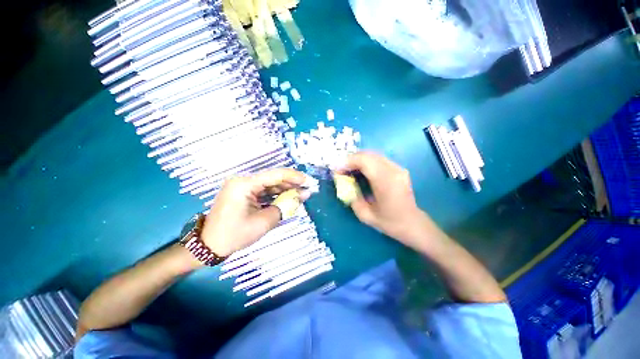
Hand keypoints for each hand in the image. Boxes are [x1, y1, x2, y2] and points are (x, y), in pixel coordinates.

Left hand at [201, 168, 311, 256]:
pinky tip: (288, 197)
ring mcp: (242, 186)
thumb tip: (303, 195)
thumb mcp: (264, 221)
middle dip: (292, 183)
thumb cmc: (235, 235)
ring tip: (301, 193)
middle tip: (308, 188)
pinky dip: (276, 194)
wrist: (209, 246)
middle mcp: (243, 180)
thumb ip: (285, 206)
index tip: (308, 181)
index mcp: (244, 184)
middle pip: (273, 178)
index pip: (275, 175)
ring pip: (270, 184)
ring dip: (285, 189)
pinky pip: (263, 190)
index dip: (294, 177)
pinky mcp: (243, 193)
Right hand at [338, 151, 433, 247]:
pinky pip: (378, 159)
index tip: (336, 170)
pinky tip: (360, 170)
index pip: (364, 161)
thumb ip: (352, 197)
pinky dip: (366, 161)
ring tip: (348, 169)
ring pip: (373, 154)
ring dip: (358, 160)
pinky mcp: (398, 168)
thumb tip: (343, 183)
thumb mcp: (365, 215)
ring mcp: (398, 168)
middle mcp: (394, 170)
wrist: (413, 223)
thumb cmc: (390, 223)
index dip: (347, 162)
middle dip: (351, 159)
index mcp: (386, 182)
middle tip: (341, 170)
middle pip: (368, 155)